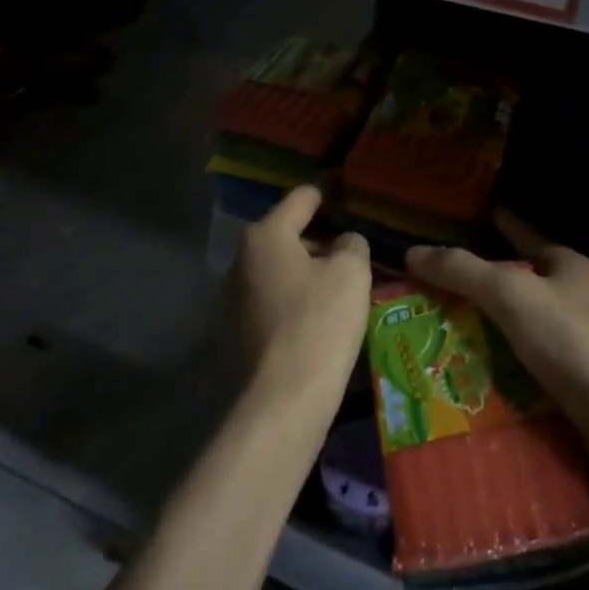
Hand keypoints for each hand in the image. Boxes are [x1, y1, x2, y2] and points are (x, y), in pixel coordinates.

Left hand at [232, 185, 371, 398]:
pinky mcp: (237, 329)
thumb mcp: (352, 272)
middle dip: (320, 241)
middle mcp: (241, 258)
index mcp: (265, 235)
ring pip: (281, 270)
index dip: (327, 194)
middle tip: (354, 254)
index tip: (345, 192)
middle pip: (288, 236)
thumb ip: (352, 245)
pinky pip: (274, 300)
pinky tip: (320, 318)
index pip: (301, 199)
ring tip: (342, 288)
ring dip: (308, 273)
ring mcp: (234, 296)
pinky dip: (295, 300)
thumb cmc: (320, 321)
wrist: (284, 397)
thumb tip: (344, 243)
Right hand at [405, 208, 588, 421]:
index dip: (489, 226)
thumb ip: (462, 271)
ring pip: (517, 334)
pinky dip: (496, 377)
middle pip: (514, 288)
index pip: (520, 235)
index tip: (451, 224)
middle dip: (472, 292)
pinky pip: (524, 374)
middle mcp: (576, 301)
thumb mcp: (512, 294)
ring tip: (429, 342)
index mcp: (568, 266)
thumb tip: (413, 252)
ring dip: (480, 338)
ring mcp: (579, 347)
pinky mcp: (577, 389)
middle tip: (421, 295)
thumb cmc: (576, 341)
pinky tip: (463, 385)